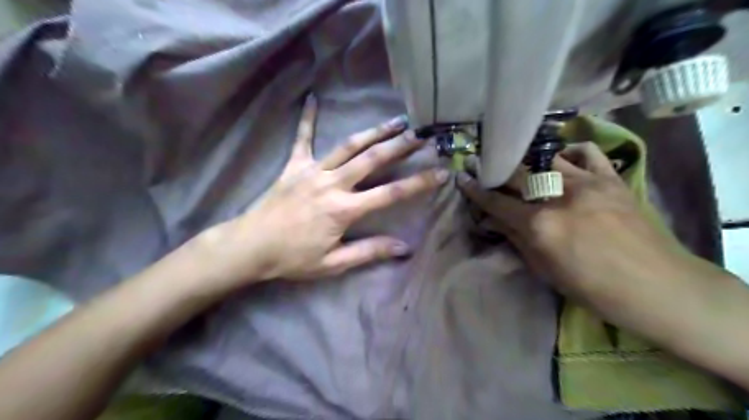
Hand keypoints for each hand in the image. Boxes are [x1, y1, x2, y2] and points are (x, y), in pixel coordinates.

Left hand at [195, 93, 445, 285]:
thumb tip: (403, 248)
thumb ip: (369, 252)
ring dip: (374, 132)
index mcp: (343, 209)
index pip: (390, 193)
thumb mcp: (333, 263)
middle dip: (400, 146)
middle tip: (422, 135)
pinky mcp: (293, 165)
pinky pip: (302, 138)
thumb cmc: (292, 258)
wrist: (250, 246)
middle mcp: (332, 184)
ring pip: (348, 146)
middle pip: (372, 159)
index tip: (440, 172)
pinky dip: (307, 119)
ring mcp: (312, 171)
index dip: (418, 183)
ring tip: (395, 121)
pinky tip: (313, 98)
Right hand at [453, 144, 685, 307]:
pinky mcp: (611, 179)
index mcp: (540, 225)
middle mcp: (559, 197)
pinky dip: (571, 152)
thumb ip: (517, 240)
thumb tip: (495, 221)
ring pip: (547, 159)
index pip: (497, 203)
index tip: (462, 178)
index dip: (475, 191)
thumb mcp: (546, 271)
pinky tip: (564, 161)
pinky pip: (587, 152)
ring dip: (529, 162)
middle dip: (496, 170)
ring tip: (522, 167)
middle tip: (483, 165)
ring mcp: (588, 183)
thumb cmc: (595, 289)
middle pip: (517, 174)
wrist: (659, 287)